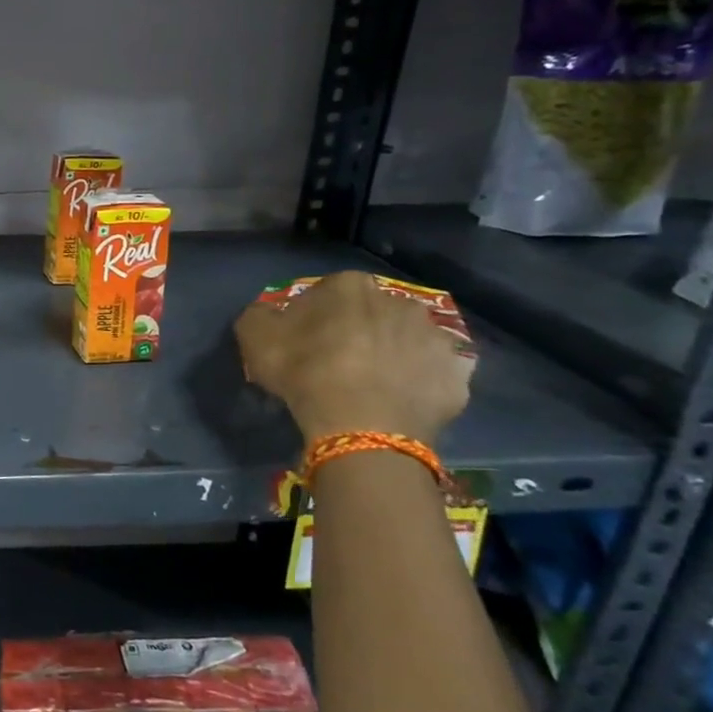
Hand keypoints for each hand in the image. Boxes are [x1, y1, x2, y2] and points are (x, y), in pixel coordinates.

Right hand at [234, 272, 472, 446]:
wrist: (361, 425)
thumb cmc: (304, 371)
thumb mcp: (254, 336)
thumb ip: (260, 315)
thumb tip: (271, 315)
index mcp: (351, 286)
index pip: (328, 292)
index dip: (313, 316)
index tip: (302, 340)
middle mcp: (399, 301)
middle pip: (372, 312)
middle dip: (358, 329)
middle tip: (338, 361)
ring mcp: (434, 336)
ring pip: (407, 339)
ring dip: (393, 352)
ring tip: (373, 383)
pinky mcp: (458, 373)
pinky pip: (435, 372)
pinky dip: (421, 381)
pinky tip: (400, 398)